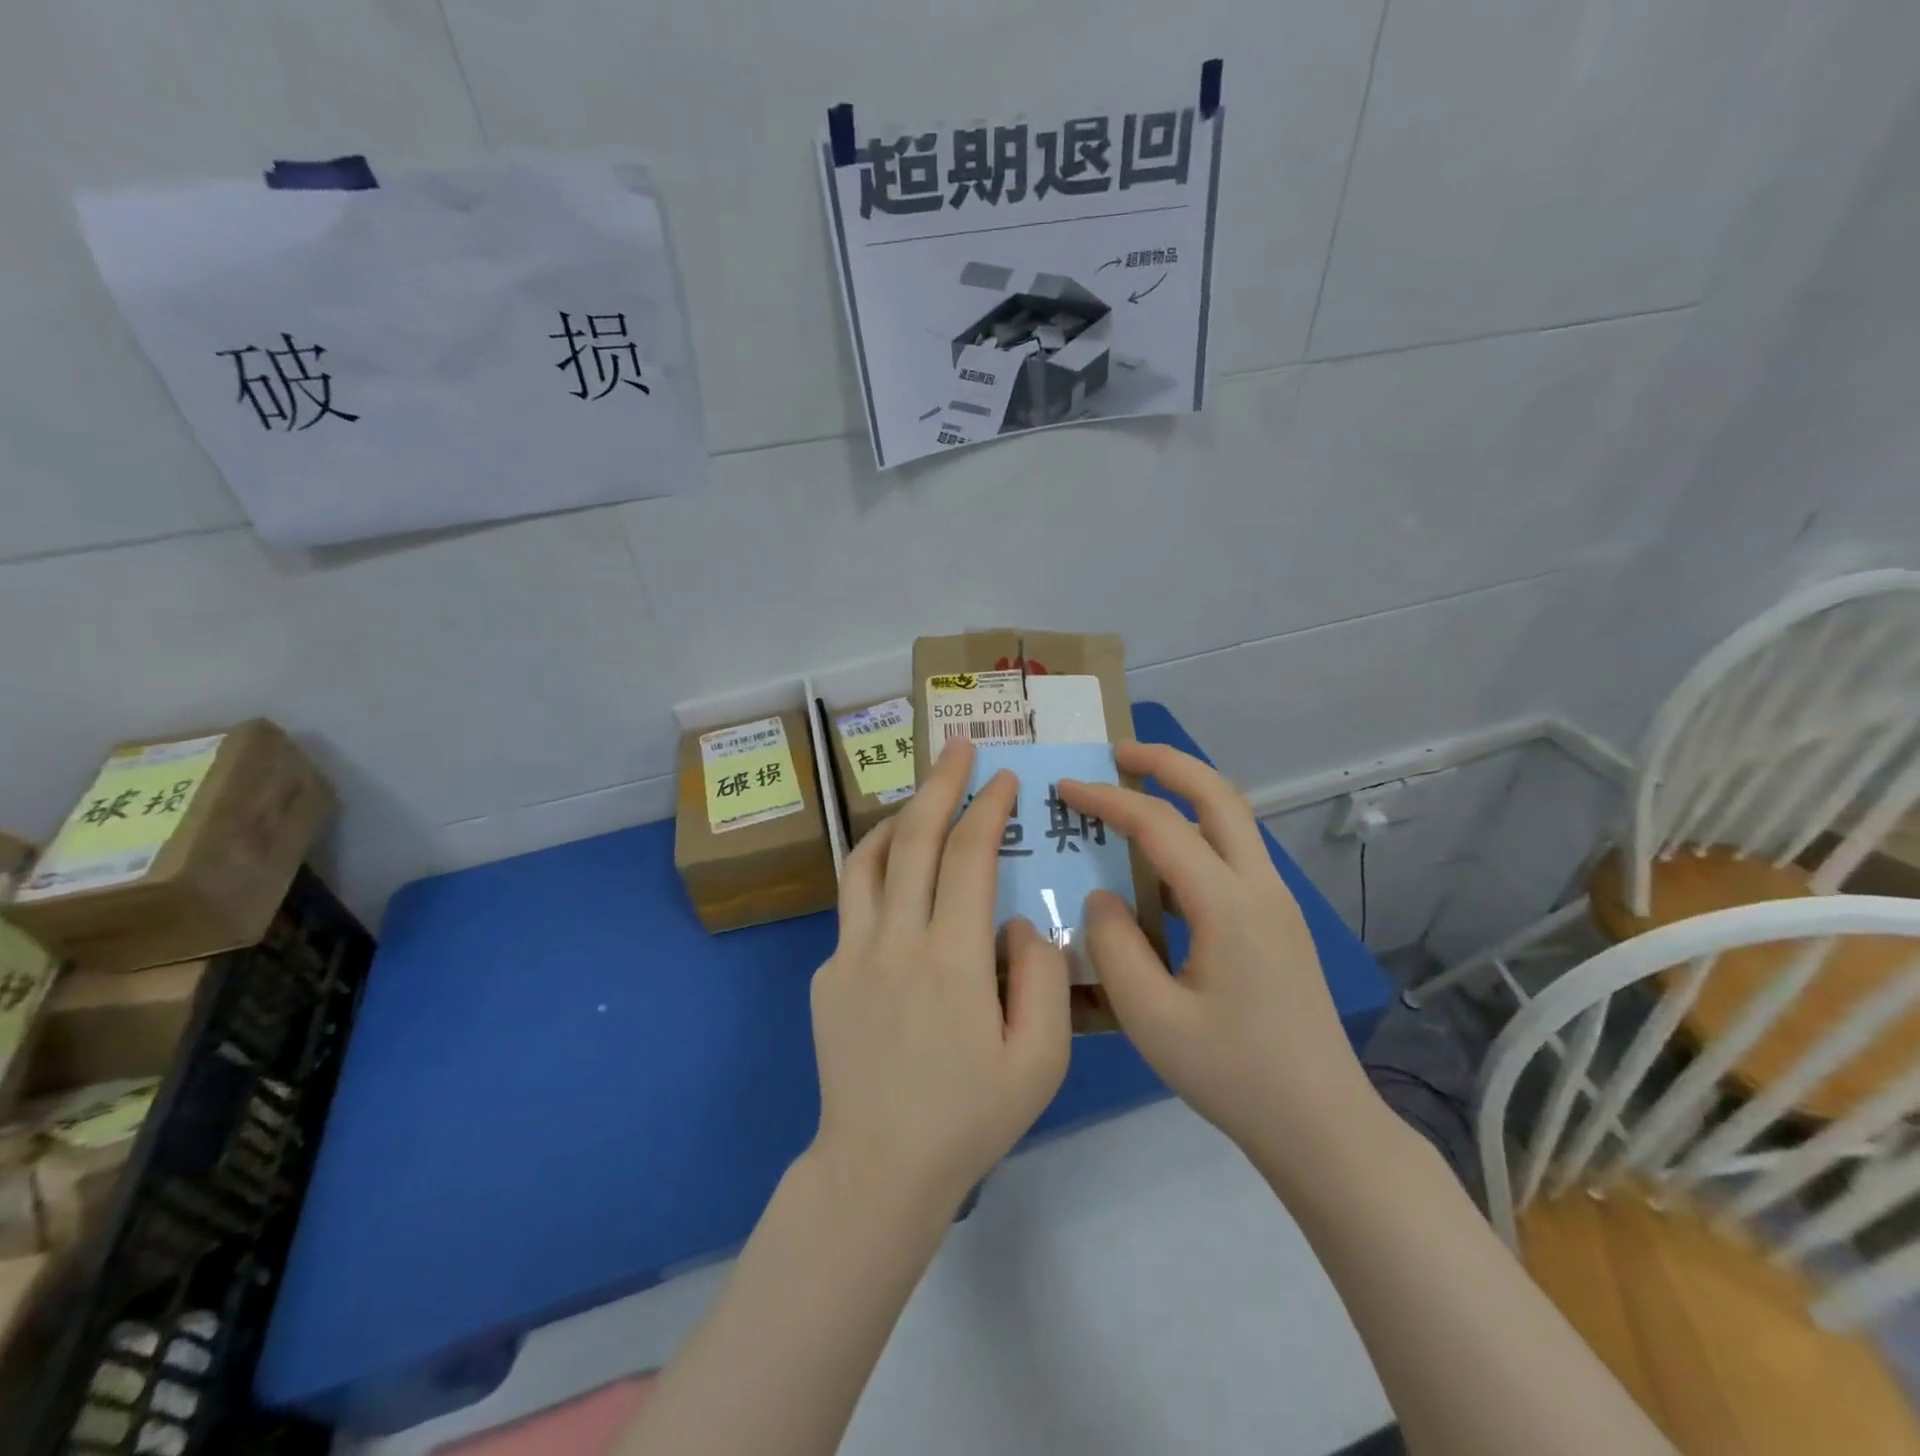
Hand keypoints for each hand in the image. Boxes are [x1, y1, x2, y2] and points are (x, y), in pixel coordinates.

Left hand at [808, 735, 1071, 1220]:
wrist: (879, 1170)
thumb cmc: (970, 1118)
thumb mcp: (1041, 1060)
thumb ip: (1041, 976)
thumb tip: (1018, 919)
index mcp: (952, 959)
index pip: (968, 856)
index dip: (987, 807)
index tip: (1005, 777)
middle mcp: (895, 941)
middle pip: (913, 839)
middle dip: (940, 784)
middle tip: (958, 746)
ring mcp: (850, 954)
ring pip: (866, 861)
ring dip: (896, 818)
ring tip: (920, 800)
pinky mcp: (825, 974)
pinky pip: (854, 907)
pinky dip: (878, 876)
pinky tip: (900, 889)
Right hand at [1057, 742, 1378, 1190]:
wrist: (1323, 1125)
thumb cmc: (1234, 1075)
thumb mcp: (1152, 1020)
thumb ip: (1114, 946)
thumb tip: (1102, 894)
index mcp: (1229, 905)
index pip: (1160, 826)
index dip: (1108, 799)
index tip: (1066, 787)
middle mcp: (1260, 887)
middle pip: (1218, 794)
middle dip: (1166, 762)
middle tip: (1117, 751)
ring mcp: (1277, 903)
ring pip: (1233, 819)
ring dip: (1185, 792)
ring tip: (1135, 793)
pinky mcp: (1279, 922)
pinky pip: (1234, 853)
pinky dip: (1196, 831)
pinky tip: (1162, 863)